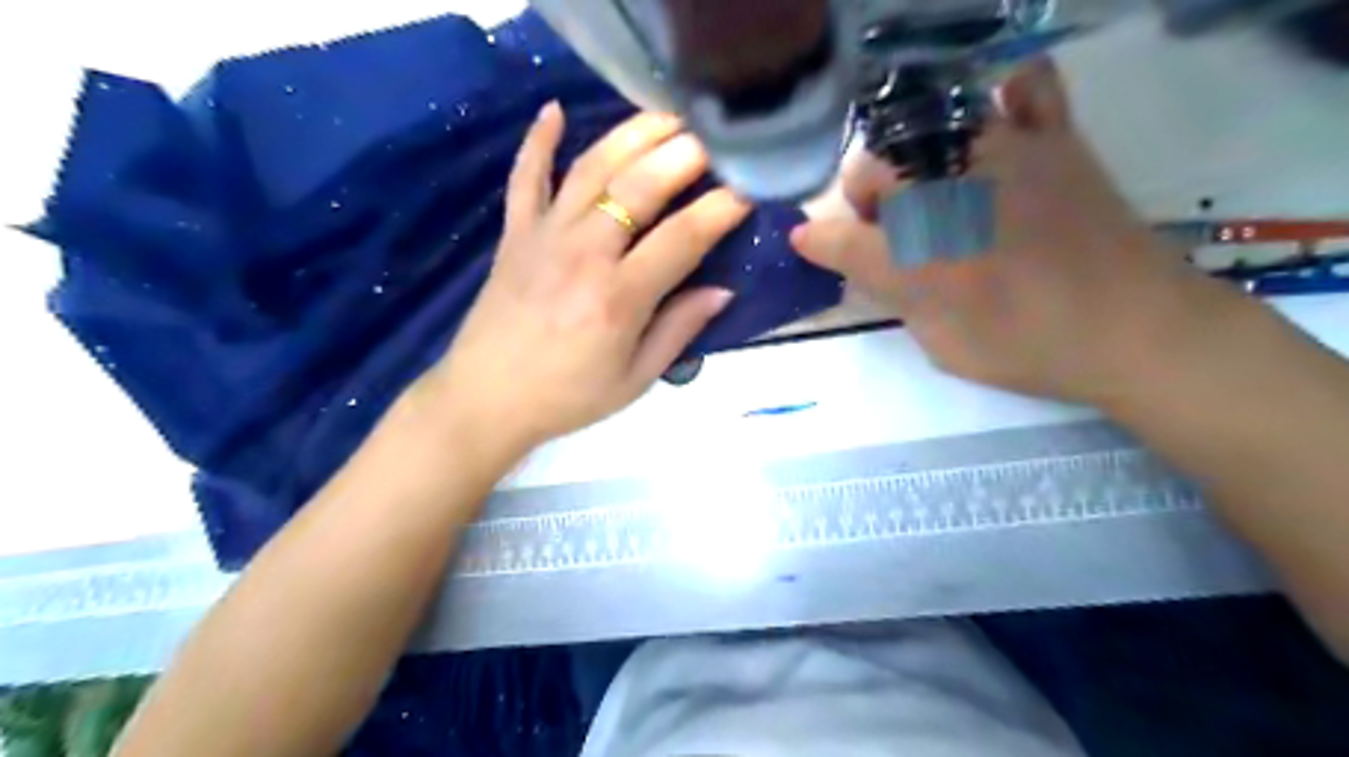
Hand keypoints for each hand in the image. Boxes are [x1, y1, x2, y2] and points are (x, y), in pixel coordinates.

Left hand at [427, 102, 747, 450]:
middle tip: (715, 137)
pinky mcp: (514, 234)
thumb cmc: (568, 396)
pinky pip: (526, 177)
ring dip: (631, 135)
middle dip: (683, 154)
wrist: (487, 400)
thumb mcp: (636, 379)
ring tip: (667, 116)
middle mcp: (584, 254)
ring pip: (591, 169)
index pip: (682, 237)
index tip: (749, 190)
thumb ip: (679, 330)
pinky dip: (537, 141)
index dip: (721, 209)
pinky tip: (553, 109)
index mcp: (619, 298)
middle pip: (638, 187)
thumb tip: (723, 291)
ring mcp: (544, 236)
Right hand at [799, 60, 1230, 403]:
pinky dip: (1005, 100)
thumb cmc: (1028, 351)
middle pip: (869, 173)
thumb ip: (897, 298)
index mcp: (912, 258)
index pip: (836, 239)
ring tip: (932, 193)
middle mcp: (942, 196)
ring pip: (920, 133)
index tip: (805, 242)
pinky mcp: (1052, 141)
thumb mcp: (939, 344)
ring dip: (909, 165)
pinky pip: (1024, 89)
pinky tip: (997, 127)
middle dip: (864, 204)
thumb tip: (871, 265)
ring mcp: (999, 156)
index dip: (814, 241)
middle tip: (887, 234)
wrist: (1135, 329)